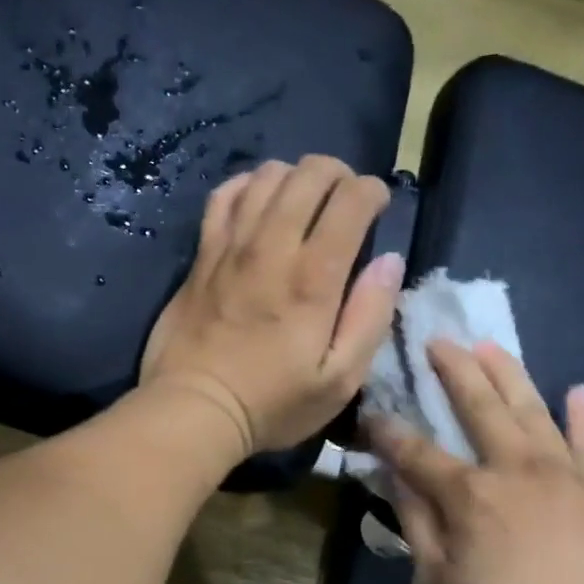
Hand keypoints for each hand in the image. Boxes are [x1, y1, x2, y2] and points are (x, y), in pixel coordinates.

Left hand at [142, 157, 404, 454]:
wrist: (194, 409)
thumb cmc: (272, 404)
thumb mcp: (340, 380)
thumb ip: (370, 317)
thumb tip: (389, 262)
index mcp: (314, 277)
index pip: (351, 200)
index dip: (372, 191)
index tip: (377, 209)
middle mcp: (273, 247)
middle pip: (310, 174)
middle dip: (338, 175)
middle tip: (344, 200)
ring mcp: (231, 246)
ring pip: (267, 176)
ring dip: (295, 177)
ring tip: (304, 200)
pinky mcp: (202, 255)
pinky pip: (223, 196)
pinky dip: (246, 185)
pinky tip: (257, 200)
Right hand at [368, 341, 583, 583]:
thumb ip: (417, 524)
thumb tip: (392, 477)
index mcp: (470, 495)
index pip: (417, 451)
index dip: (389, 431)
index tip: (371, 412)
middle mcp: (514, 468)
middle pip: (479, 407)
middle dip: (454, 371)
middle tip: (437, 341)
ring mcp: (563, 472)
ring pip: (531, 409)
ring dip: (508, 374)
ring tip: (489, 346)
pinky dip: (582, 413)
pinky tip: (577, 390)